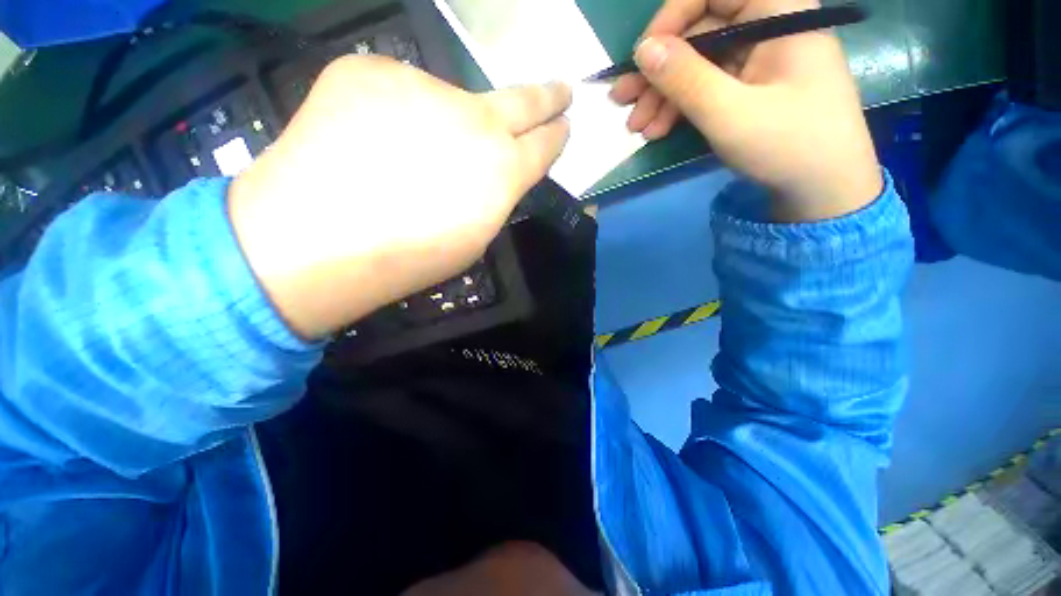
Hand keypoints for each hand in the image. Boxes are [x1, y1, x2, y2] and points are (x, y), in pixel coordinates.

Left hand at [229, 56, 570, 339]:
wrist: (318, 237)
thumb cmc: (409, 257)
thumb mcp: (474, 236)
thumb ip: (493, 195)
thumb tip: (492, 169)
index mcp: (503, 170)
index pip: (544, 144)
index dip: (556, 135)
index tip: (564, 124)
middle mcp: (475, 119)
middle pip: (524, 101)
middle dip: (547, 98)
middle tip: (561, 91)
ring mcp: (421, 85)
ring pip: (448, 100)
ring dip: (441, 122)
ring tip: (407, 160)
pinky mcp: (369, 69)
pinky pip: (397, 91)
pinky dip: (392, 116)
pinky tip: (368, 145)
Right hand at [611, 0, 881, 221]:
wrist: (822, 188)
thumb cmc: (787, 145)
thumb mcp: (729, 113)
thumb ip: (685, 78)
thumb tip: (642, 49)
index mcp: (778, 11)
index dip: (670, 20)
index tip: (640, 58)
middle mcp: (768, 25)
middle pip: (699, 34)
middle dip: (657, 71)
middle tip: (622, 102)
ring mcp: (758, 59)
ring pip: (697, 65)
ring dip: (662, 96)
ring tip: (637, 128)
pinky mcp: (749, 87)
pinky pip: (707, 87)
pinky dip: (680, 107)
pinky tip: (658, 130)